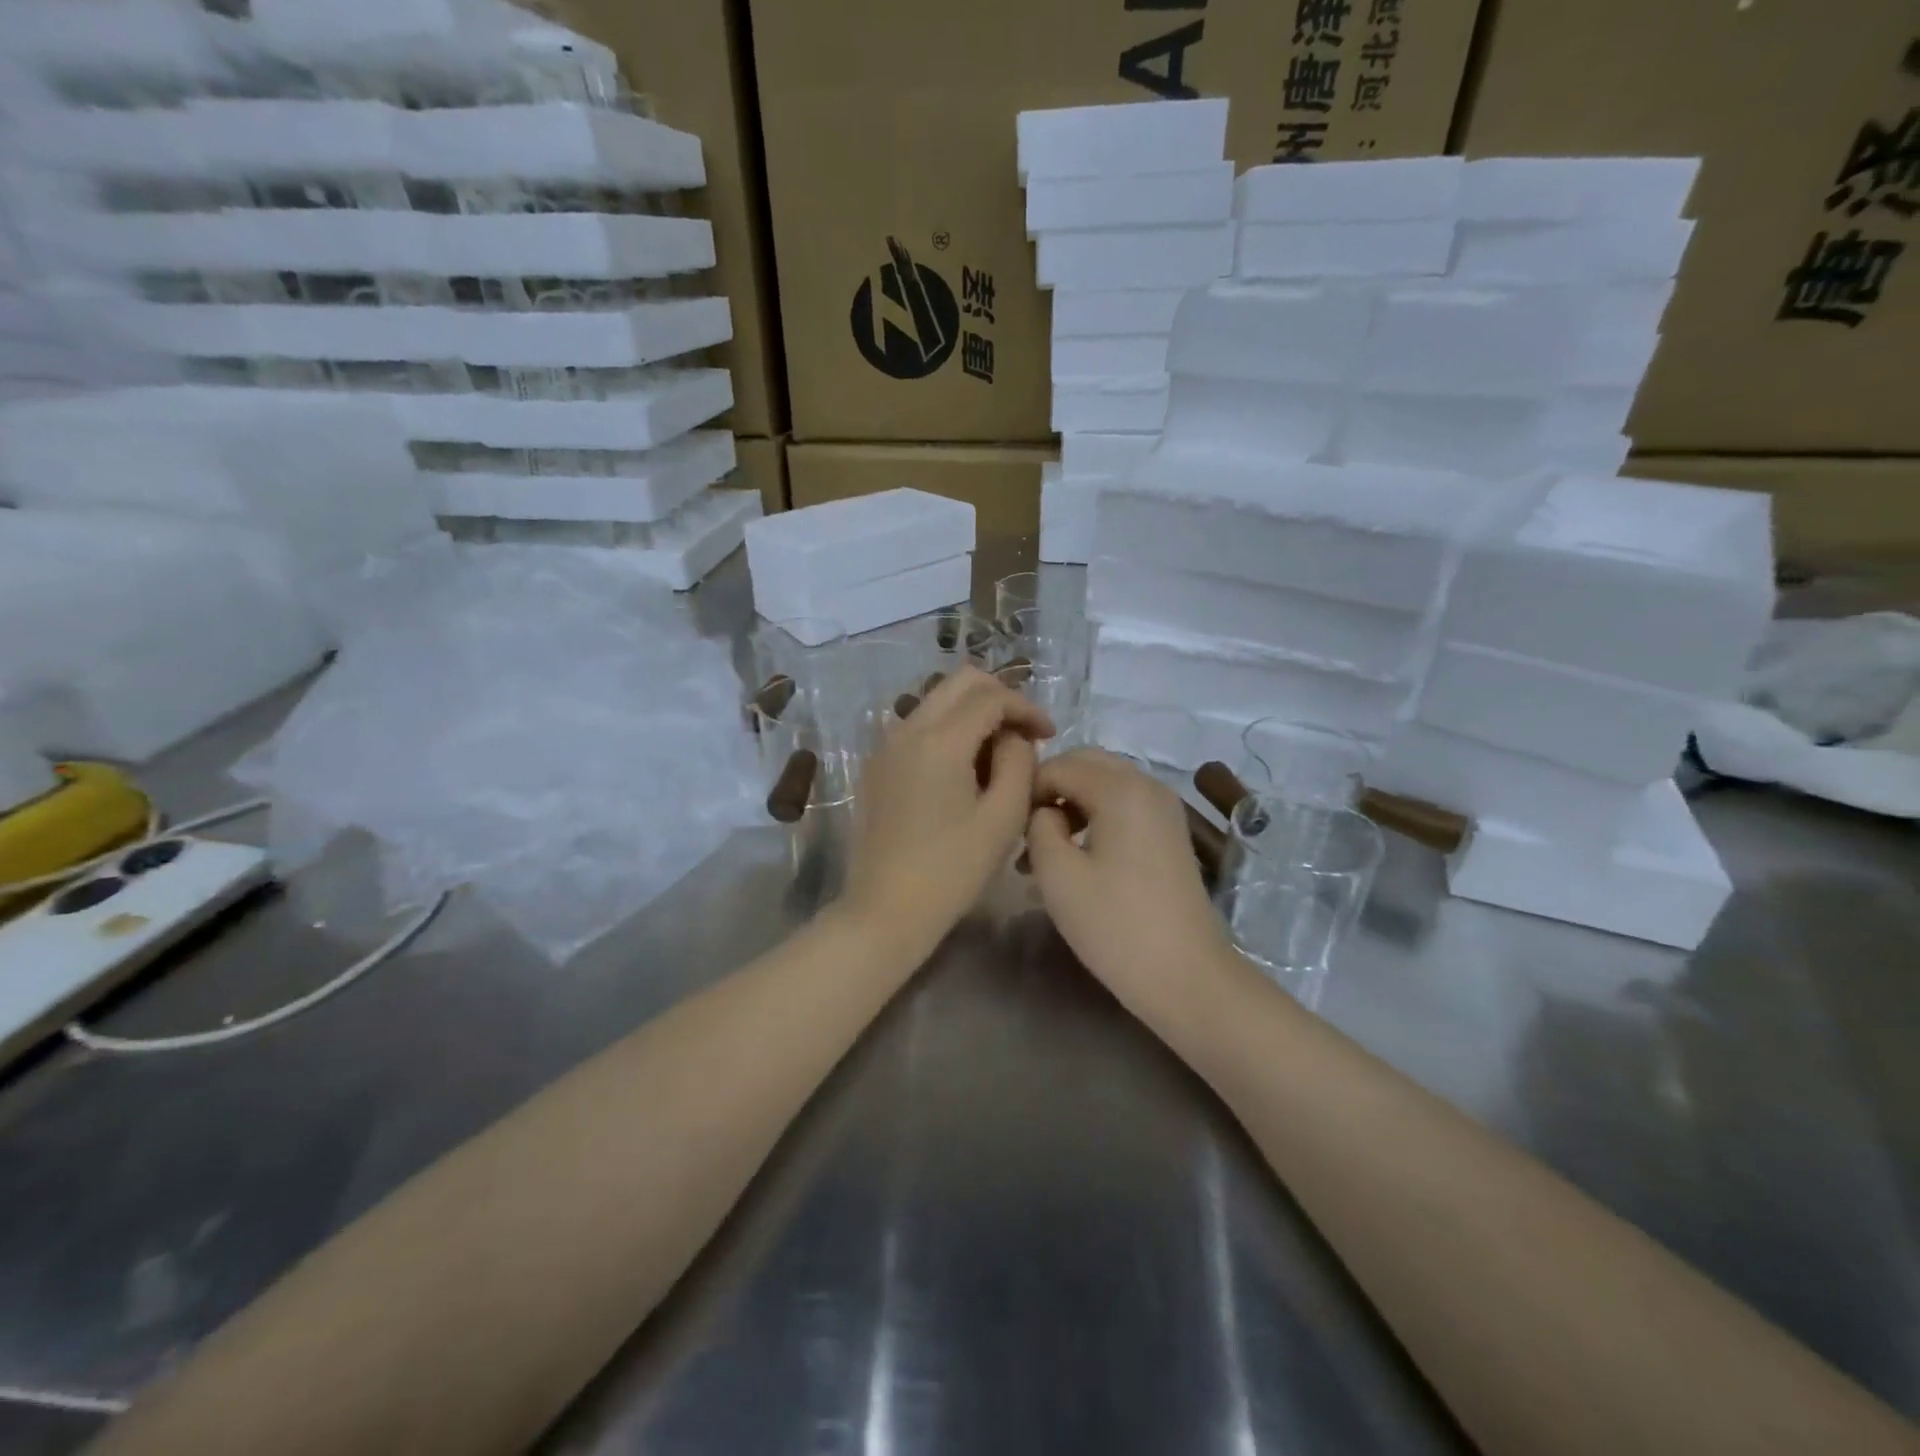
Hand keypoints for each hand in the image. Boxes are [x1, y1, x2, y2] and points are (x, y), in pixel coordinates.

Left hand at [840, 666, 1052, 962]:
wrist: (885, 910)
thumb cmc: (952, 871)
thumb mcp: (1003, 817)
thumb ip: (1018, 762)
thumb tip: (1014, 736)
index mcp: (939, 740)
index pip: (991, 696)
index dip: (1027, 707)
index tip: (1049, 734)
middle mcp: (906, 729)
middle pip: (959, 682)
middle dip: (999, 697)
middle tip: (1024, 733)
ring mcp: (885, 746)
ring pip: (936, 701)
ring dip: (972, 713)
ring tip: (998, 754)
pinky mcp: (876, 766)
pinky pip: (918, 727)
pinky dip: (947, 731)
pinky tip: (964, 770)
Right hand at [1026, 749, 1233, 1014]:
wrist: (1185, 975)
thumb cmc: (1115, 924)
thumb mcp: (1057, 873)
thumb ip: (1038, 824)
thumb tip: (1045, 811)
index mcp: (1120, 787)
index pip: (1058, 765)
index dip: (1027, 790)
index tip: (1009, 828)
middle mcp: (1147, 784)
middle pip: (1085, 765)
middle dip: (1050, 790)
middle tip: (1025, 833)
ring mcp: (1164, 808)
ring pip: (1104, 785)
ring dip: (1070, 806)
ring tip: (1043, 852)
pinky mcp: (1170, 832)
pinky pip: (1123, 806)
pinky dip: (1094, 818)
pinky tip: (1076, 858)